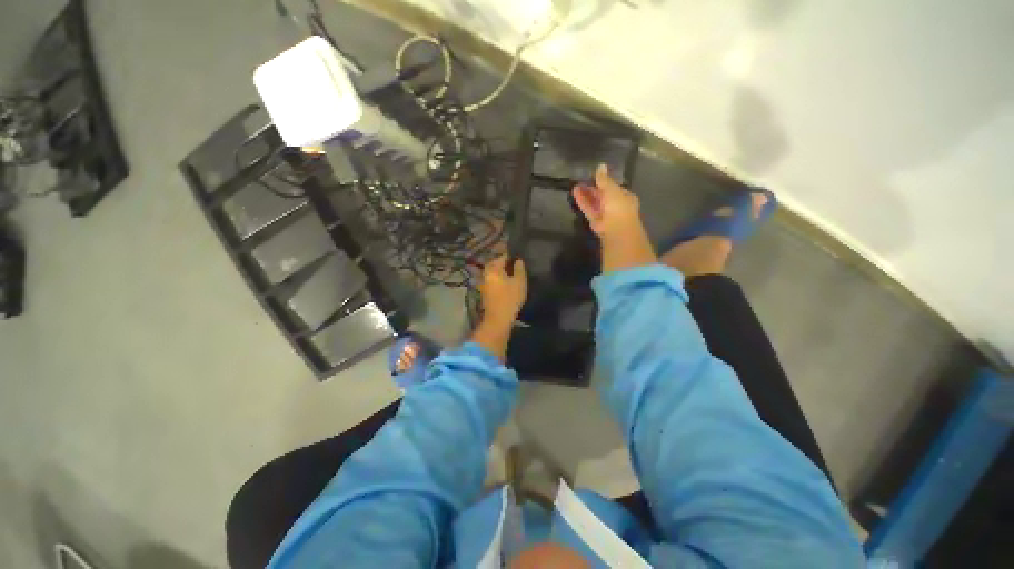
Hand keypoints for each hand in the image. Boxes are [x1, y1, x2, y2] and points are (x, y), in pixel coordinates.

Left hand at [472, 255, 526, 359]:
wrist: (498, 319)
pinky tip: (506, 284)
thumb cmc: (510, 298)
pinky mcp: (484, 292)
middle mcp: (485, 273)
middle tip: (516, 267)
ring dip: (501, 273)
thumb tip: (518, 260)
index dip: (512, 257)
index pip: (502, 256)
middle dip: (505, 264)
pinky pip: (492, 281)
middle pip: (495, 264)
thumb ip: (519, 268)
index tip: (519, 259)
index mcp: (493, 268)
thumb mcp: (519, 282)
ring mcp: (483, 283)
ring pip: (493, 273)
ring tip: (513, 276)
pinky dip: (498, 280)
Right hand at [572, 164, 656, 271]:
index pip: (614, 187)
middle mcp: (615, 205)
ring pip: (594, 202)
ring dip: (586, 194)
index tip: (595, 176)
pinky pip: (588, 209)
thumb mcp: (612, 189)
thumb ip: (604, 179)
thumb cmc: (619, 206)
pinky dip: (582, 201)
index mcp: (625, 196)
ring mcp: (605, 214)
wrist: (616, 229)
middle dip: (593, 189)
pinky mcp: (595, 221)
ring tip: (576, 185)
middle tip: (582, 180)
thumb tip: (601, 165)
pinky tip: (575, 192)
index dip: (605, 182)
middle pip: (603, 195)